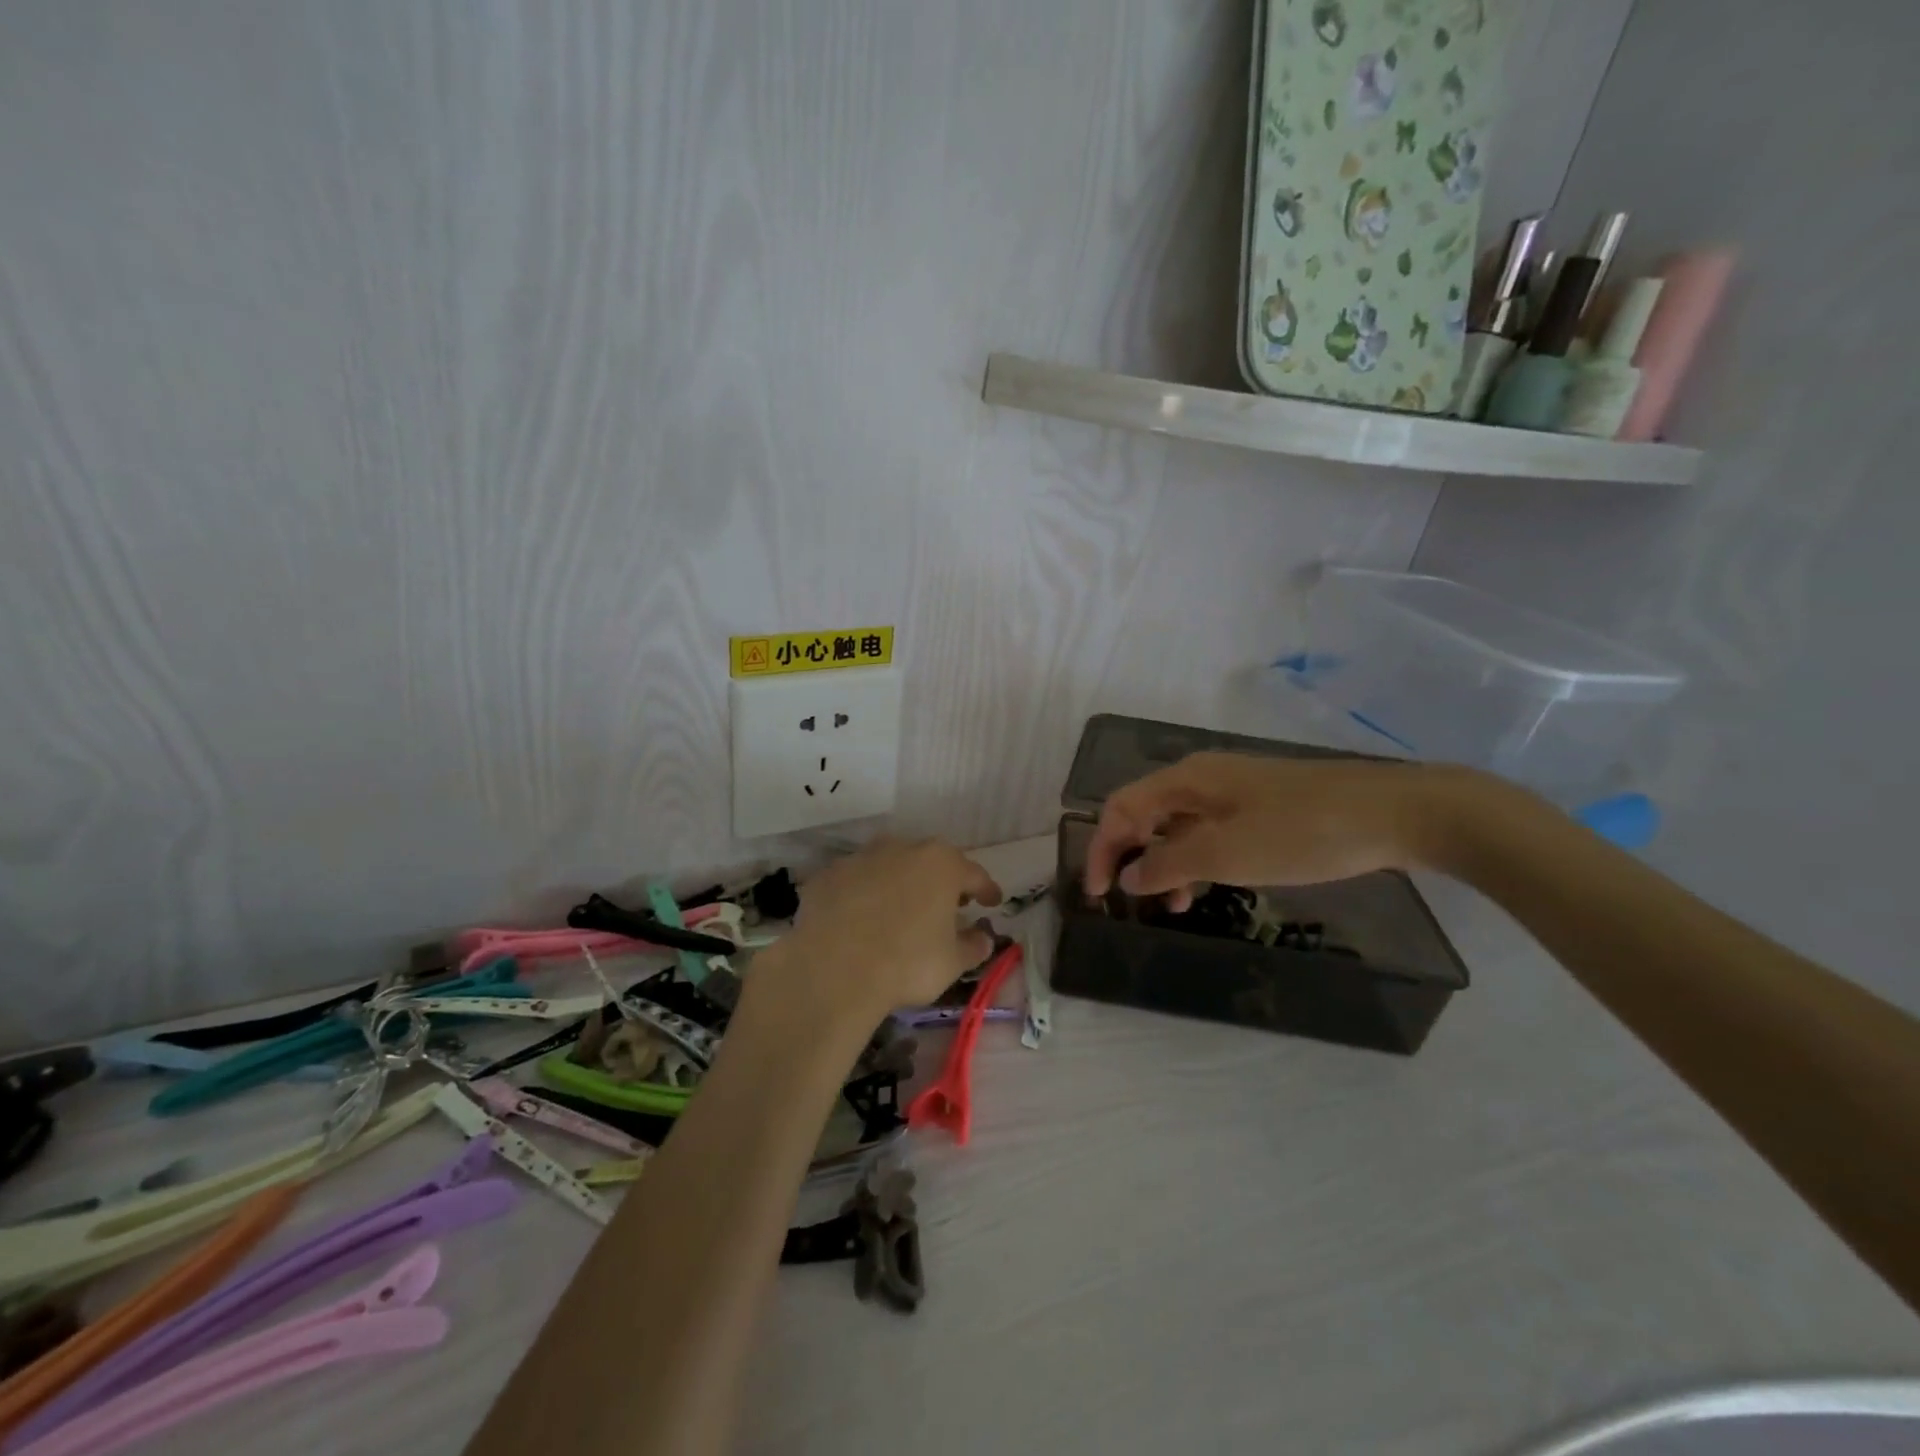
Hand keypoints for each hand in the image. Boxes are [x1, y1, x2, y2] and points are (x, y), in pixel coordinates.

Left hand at [756, 838, 1002, 1022]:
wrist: (834, 970)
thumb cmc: (907, 963)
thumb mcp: (953, 962)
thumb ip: (973, 946)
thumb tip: (983, 938)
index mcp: (941, 864)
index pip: (974, 874)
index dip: (986, 889)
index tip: (992, 902)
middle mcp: (903, 849)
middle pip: (931, 861)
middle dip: (942, 881)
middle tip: (948, 905)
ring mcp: (862, 858)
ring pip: (890, 866)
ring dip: (900, 883)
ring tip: (902, 909)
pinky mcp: (829, 875)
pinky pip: (856, 882)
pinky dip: (864, 894)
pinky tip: (862, 917)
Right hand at [1084, 752, 1458, 906]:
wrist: (1395, 813)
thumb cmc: (1302, 832)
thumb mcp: (1227, 853)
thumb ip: (1169, 863)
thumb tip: (1129, 875)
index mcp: (1187, 779)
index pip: (1121, 809)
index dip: (1102, 849)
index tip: (1099, 895)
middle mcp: (1203, 778)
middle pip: (1145, 813)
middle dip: (1129, 855)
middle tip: (1127, 900)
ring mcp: (1235, 790)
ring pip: (1179, 825)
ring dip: (1164, 863)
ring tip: (1172, 906)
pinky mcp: (1262, 806)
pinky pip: (1210, 831)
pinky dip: (1197, 860)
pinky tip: (1210, 887)